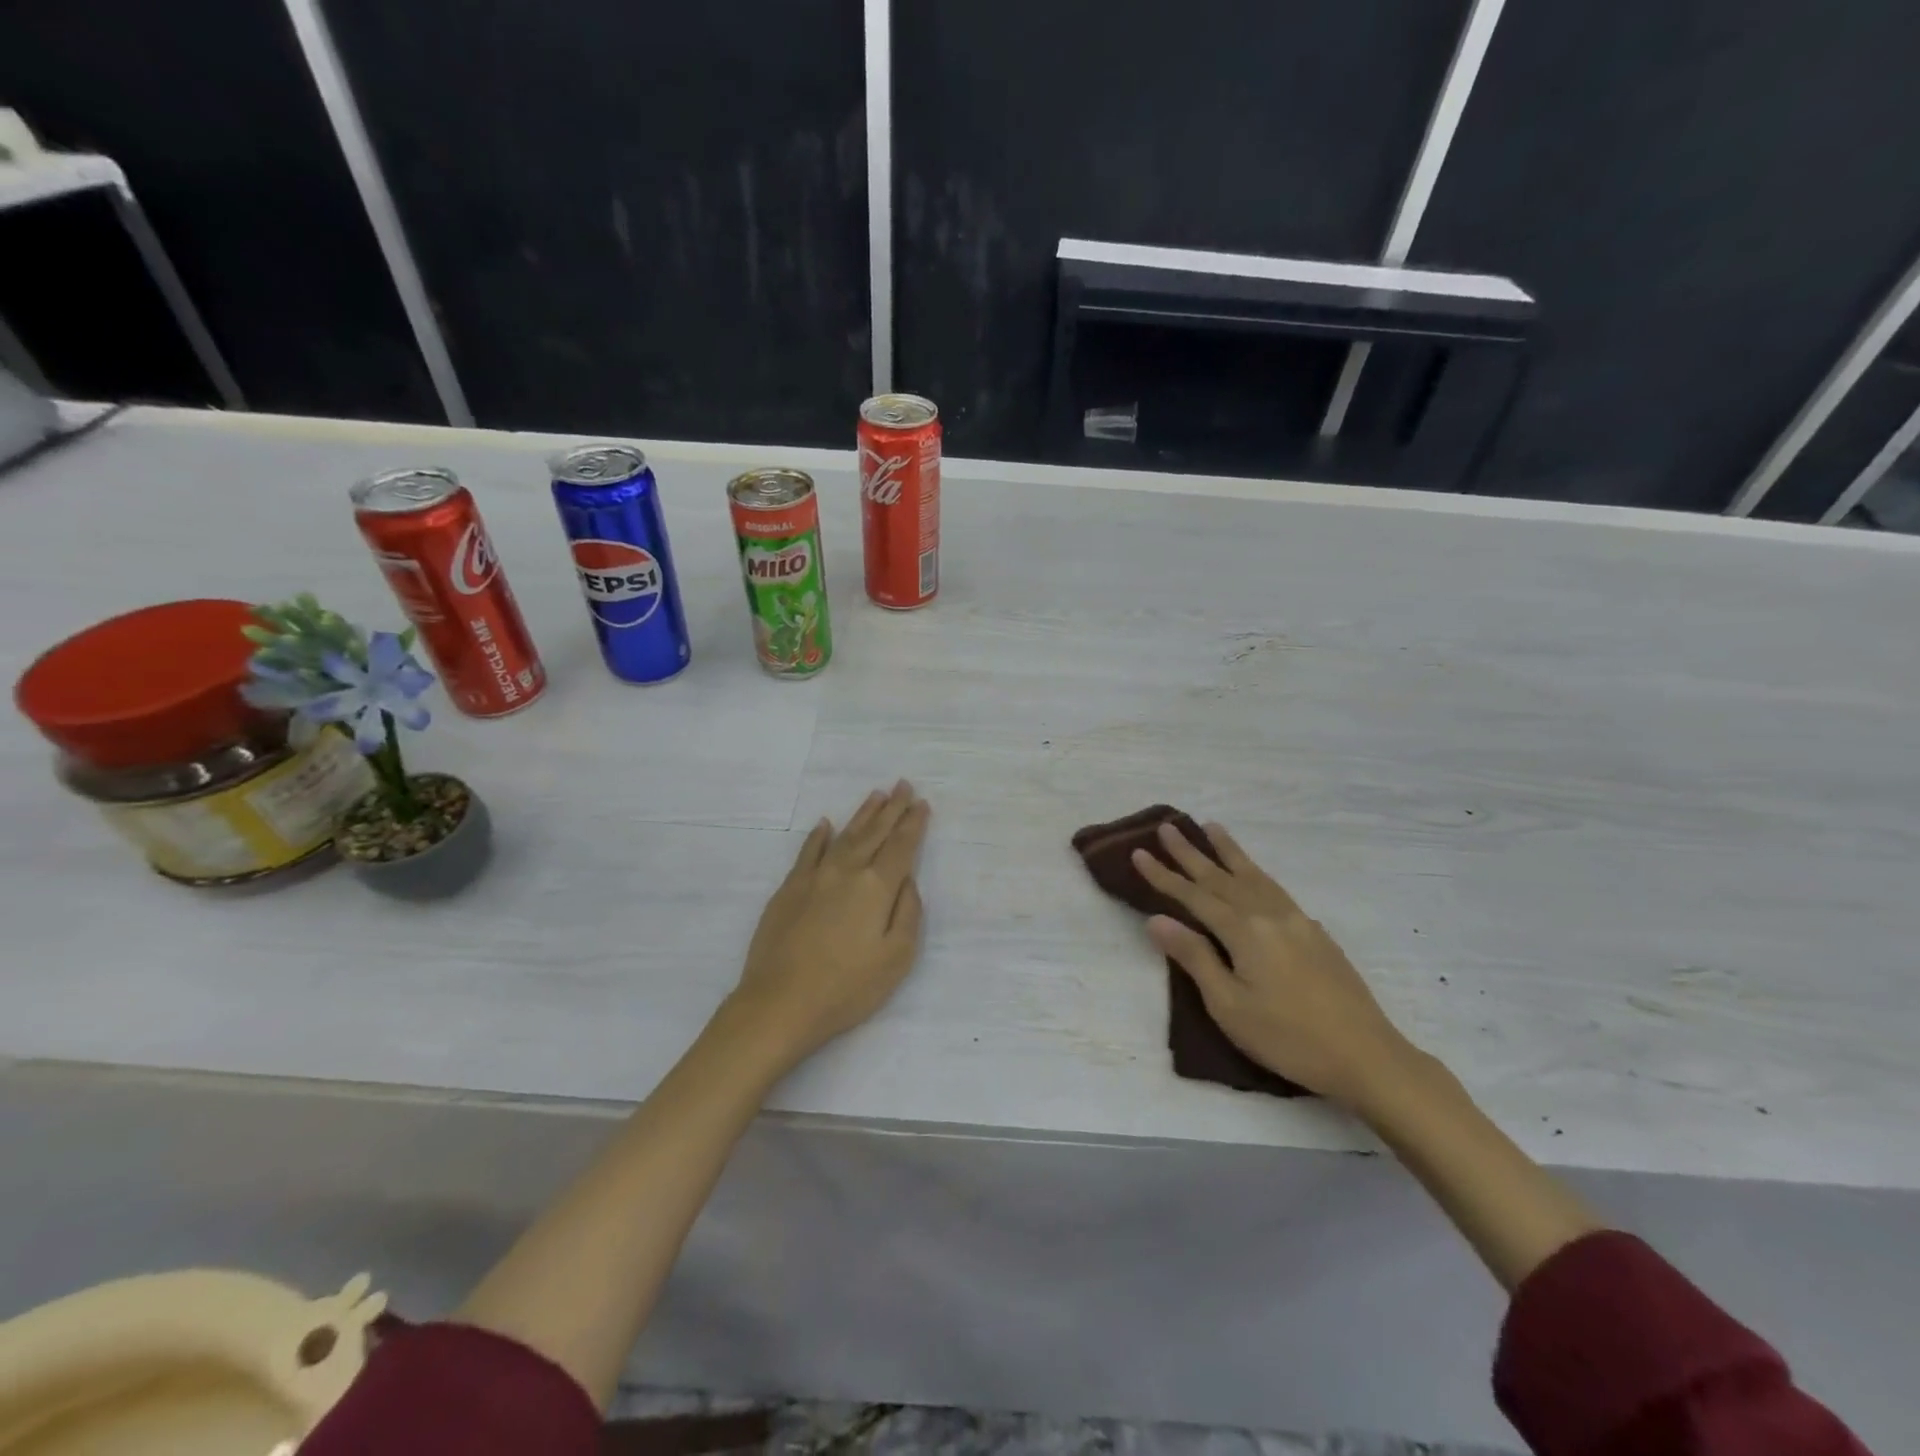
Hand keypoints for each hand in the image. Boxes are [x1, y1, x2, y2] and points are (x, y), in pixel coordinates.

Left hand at [730, 781, 930, 1067]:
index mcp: (877, 888)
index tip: (922, 803)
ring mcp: (814, 877)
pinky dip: (818, 836)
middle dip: (892, 808)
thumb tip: (907, 882)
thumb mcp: (896, 958)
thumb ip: (908, 914)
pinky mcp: (789, 889)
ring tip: (876, 795)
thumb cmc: (846, 988)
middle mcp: (847, 871)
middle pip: (874, 833)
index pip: (901, 847)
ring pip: (844, 836)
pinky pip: (807, 851)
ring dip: (862, 815)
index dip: (913, 823)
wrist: (779, 1003)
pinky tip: (825, 824)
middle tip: (903, 785)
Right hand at [1132, 822, 1419, 1108]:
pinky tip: (1255, 875)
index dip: (1164, 876)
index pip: (1194, 896)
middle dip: (1191, 853)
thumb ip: (1194, 958)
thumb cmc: (1288, 1038)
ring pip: (1254, 876)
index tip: (1138, 852)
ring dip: (1229, 851)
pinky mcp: (1315, 933)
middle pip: (1222, 877)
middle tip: (1167, 827)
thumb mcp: (1229, 1006)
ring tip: (1211, 827)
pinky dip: (1256, 872)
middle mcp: (1270, 915)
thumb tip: (1157, 919)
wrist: (1367, 1056)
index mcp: (1245, 931)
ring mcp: (1297, 921)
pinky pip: (1275, 888)